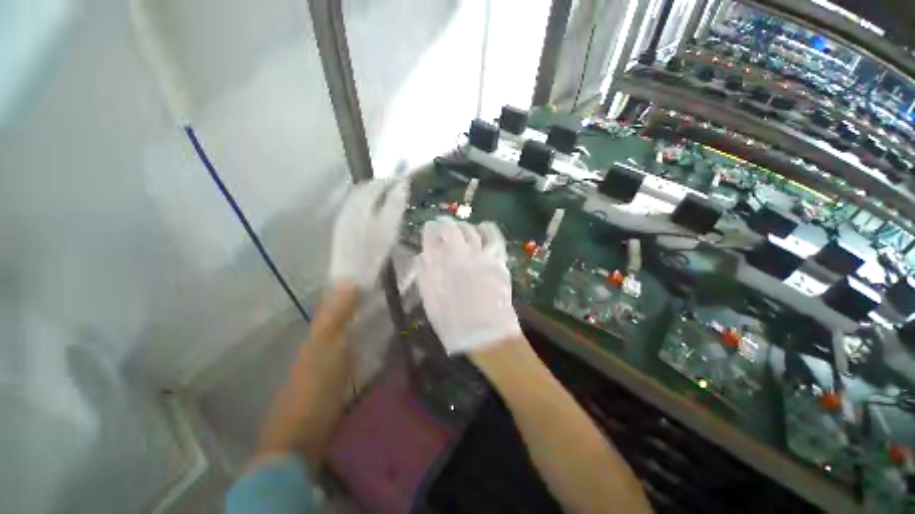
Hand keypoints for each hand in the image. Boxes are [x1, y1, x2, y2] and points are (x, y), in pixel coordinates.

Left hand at [329, 179, 407, 288]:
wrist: (349, 278)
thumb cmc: (373, 253)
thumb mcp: (389, 227)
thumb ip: (395, 203)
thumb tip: (403, 182)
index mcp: (360, 203)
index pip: (377, 183)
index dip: (392, 180)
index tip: (406, 182)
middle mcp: (349, 205)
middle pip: (365, 188)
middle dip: (382, 185)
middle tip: (399, 191)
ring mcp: (343, 217)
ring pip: (359, 197)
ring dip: (374, 195)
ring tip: (389, 201)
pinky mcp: (342, 227)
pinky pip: (355, 207)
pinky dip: (367, 204)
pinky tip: (375, 214)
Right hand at [417, 218, 521, 353]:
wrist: (487, 335)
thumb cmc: (454, 323)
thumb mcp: (430, 301)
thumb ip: (424, 275)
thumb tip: (422, 255)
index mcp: (439, 265)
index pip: (431, 237)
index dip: (429, 230)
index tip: (430, 229)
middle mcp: (458, 255)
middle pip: (450, 229)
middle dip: (444, 223)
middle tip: (443, 225)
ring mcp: (480, 256)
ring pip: (470, 230)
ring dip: (463, 226)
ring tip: (461, 228)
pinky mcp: (497, 260)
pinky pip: (493, 236)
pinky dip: (486, 228)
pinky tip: (482, 227)